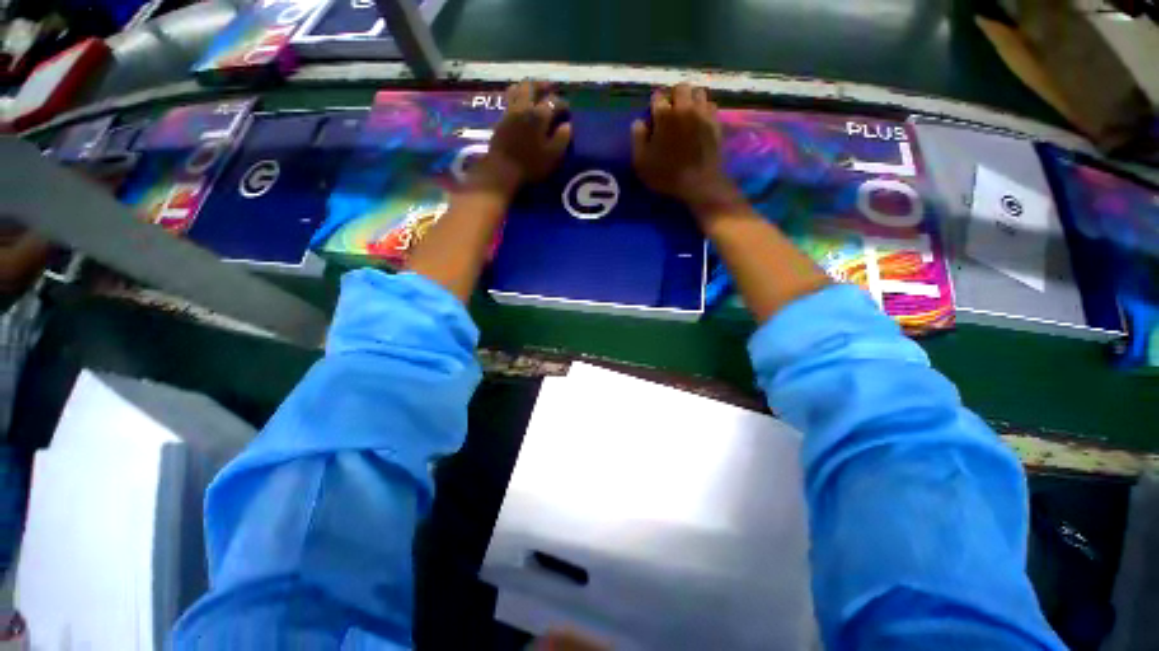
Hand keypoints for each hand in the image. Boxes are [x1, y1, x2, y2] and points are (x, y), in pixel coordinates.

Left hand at [470, 81, 572, 197]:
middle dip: (543, 86)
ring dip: (528, 88)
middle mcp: (524, 107)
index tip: (567, 110)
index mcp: (539, 115)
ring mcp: (510, 111)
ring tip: (535, 94)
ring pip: (518, 89)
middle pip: (532, 86)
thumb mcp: (553, 155)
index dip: (563, 104)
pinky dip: (518, 97)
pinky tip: (522, 106)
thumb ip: (562, 138)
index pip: (554, 101)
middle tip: (551, 89)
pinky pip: (510, 99)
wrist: (503, 170)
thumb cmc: (531, 165)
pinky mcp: (501, 119)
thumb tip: (567, 125)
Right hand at [631, 84, 740, 214]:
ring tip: (687, 114)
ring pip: (698, 92)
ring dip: (691, 99)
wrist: (698, 183)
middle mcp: (684, 108)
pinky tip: (699, 121)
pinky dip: (704, 109)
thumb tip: (639, 122)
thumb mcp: (641, 161)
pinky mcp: (715, 122)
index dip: (655, 105)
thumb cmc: (666, 174)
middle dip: (674, 96)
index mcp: (664, 115)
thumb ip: (638, 138)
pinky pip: (710, 105)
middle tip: (671, 112)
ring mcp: (702, 113)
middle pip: (681, 87)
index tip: (654, 117)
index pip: (658, 96)